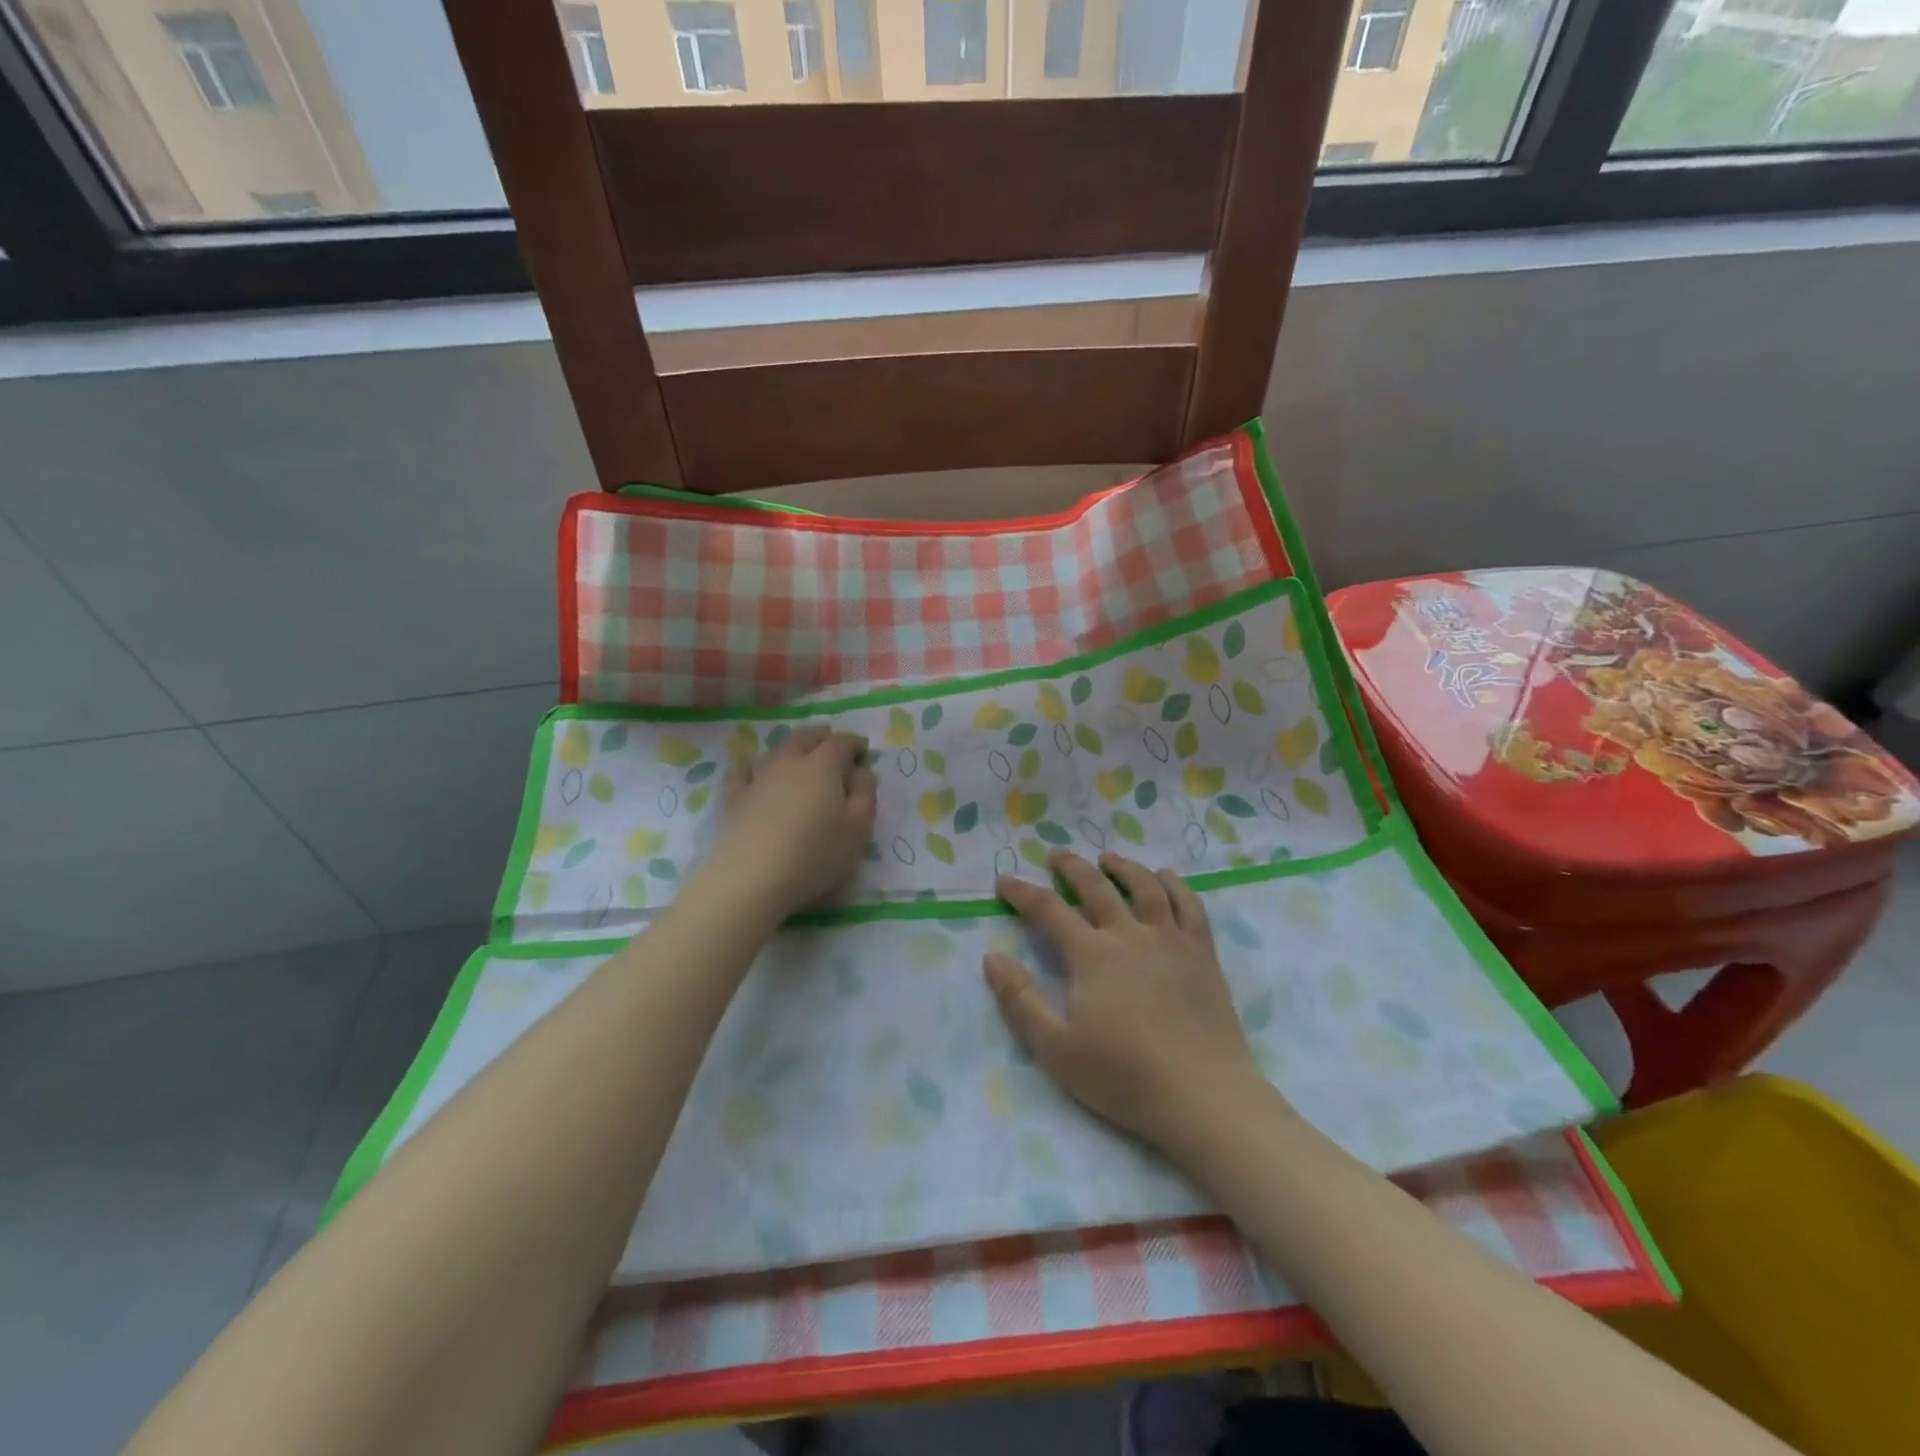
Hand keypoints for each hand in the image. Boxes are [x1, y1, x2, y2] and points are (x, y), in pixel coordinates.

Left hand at [708, 724, 877, 916]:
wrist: (753, 878)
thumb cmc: (816, 853)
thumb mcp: (859, 827)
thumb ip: (865, 793)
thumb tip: (861, 770)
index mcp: (822, 766)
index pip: (841, 743)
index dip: (854, 743)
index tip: (864, 751)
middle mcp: (788, 762)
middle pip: (805, 737)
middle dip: (822, 737)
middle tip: (833, 743)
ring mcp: (758, 777)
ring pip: (775, 750)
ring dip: (791, 748)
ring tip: (798, 756)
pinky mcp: (734, 798)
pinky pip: (742, 771)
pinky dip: (752, 767)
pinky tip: (754, 773)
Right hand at [983, 850, 1268, 1151]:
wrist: (1202, 1096)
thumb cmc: (1123, 1076)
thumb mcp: (1056, 1049)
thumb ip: (1020, 1001)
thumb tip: (993, 958)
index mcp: (1092, 955)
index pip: (1049, 910)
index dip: (1023, 893)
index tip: (1005, 882)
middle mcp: (1130, 935)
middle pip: (1097, 887)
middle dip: (1072, 868)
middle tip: (1057, 856)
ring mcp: (1171, 940)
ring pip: (1146, 887)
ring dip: (1124, 867)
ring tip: (1109, 858)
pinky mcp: (1202, 953)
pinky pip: (1190, 906)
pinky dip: (1176, 885)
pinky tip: (1167, 878)